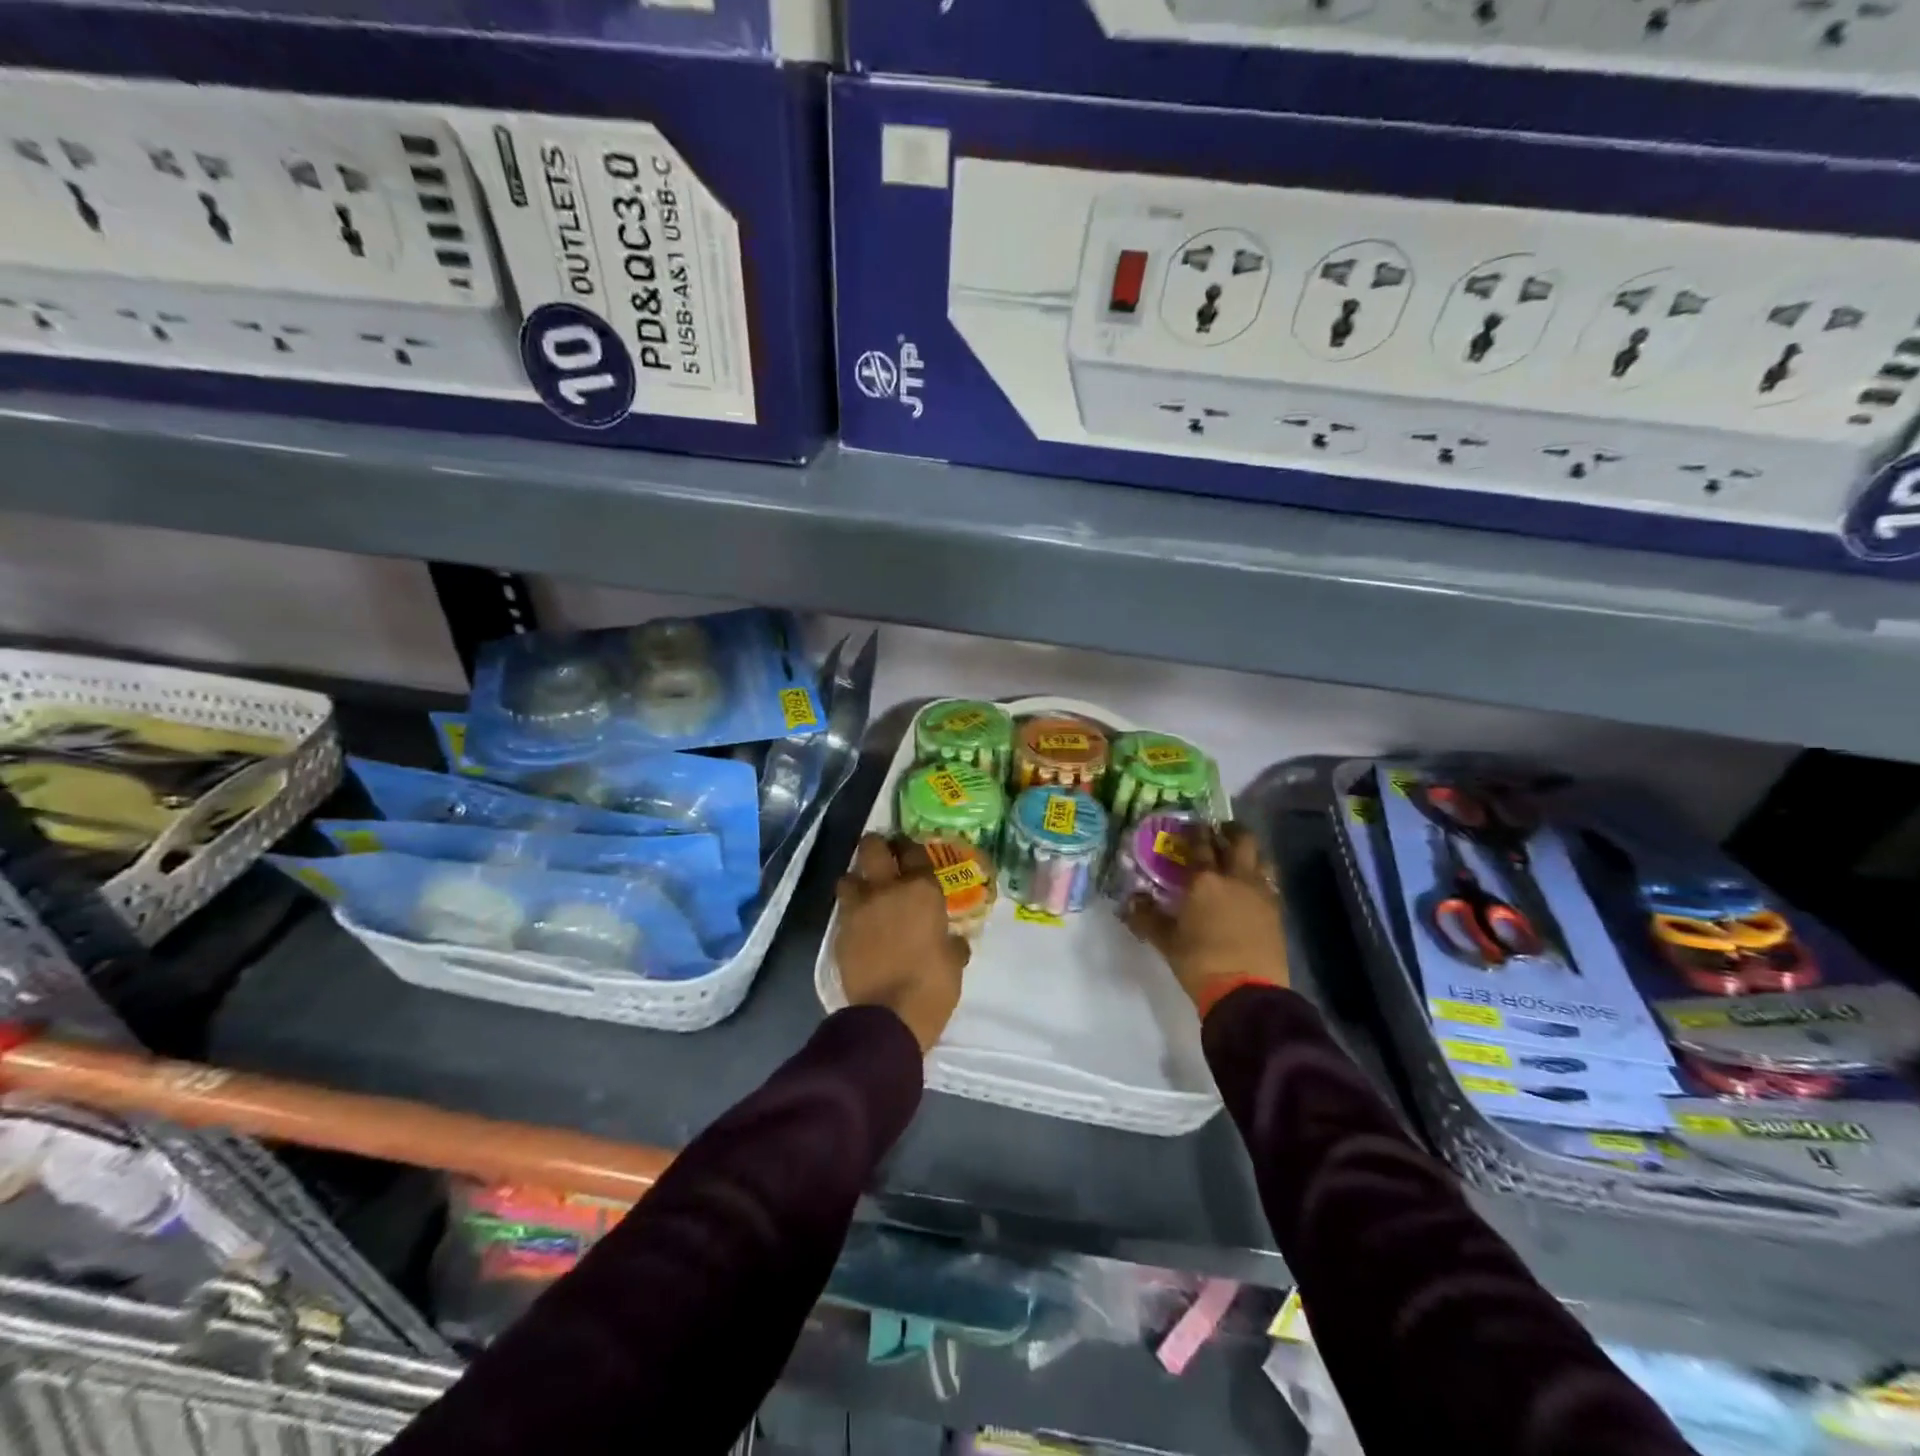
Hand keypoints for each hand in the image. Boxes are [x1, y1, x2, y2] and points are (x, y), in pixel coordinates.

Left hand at [834, 834, 969, 1053]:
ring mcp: (859, 908)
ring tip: (866, 893)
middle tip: (884, 857)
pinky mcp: (840, 930)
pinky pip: (843, 909)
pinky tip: (860, 924)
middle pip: (872, 847)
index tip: (910, 852)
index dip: (911, 848)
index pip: (914, 850)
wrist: (890, 1016)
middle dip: (877, 847)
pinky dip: (850, 911)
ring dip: (857, 880)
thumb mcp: (954, 960)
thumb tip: (951, 939)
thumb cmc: (933, 985)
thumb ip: (951, 941)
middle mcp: (887, 889)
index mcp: (921, 890)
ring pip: (848, 875)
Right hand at [1124, 822, 1288, 1013]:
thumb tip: (1131, 901)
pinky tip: (1251, 887)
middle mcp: (1236, 878)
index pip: (1200, 844)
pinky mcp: (1277, 912)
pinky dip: (1261, 877)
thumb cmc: (1200, 962)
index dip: (1195, 831)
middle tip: (1219, 832)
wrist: (1247, 992)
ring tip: (1239, 857)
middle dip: (1230, 831)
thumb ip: (1147, 917)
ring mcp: (1261, 893)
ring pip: (1262, 858)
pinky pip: (1270, 883)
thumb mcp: (1166, 941)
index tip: (1192, 823)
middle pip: (1241, 840)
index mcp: (1205, 880)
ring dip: (1251, 852)